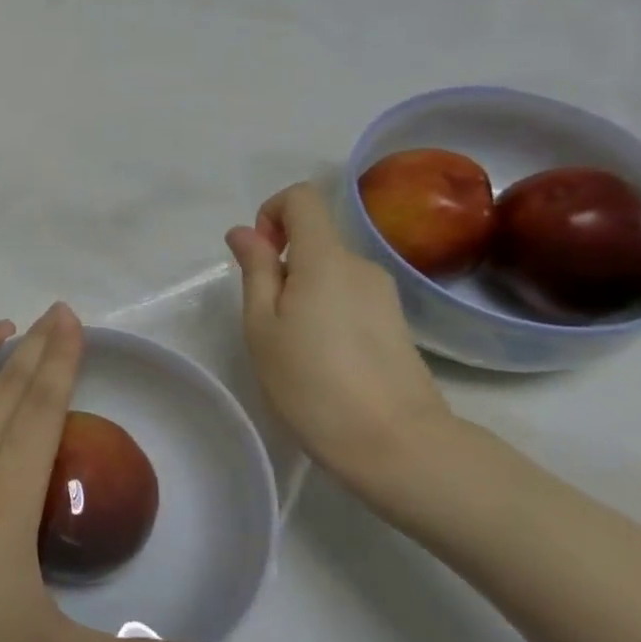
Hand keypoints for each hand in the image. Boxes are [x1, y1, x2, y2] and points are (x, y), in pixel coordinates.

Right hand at [225, 183, 454, 511]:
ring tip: (293, 347)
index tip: (257, 258)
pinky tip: (323, 359)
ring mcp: (384, 295)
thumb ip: (255, 270)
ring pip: (330, 272)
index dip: (271, 213)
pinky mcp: (395, 323)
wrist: (394, 443)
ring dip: (303, 292)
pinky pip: (349, 297)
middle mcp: (361, 265)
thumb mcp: (262, 325)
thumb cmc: (311, 382)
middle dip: (281, 265)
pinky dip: (326, 311)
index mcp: (325, 258)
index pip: (302, 198)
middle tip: (266, 321)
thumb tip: (245, 231)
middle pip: (315, 239)